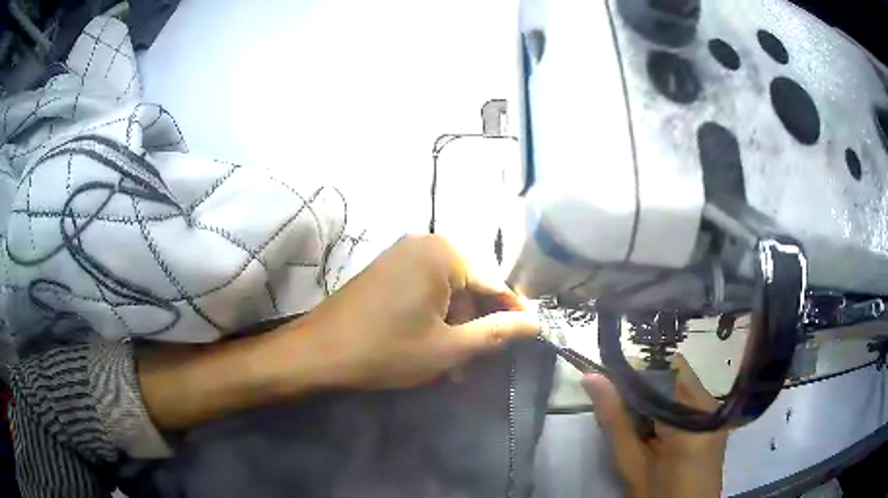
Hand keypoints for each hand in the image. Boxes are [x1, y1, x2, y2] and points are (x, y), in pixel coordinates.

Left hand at [302, 234, 540, 389]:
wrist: (319, 352)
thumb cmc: (387, 350)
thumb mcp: (449, 348)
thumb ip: (497, 332)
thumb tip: (536, 323)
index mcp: (444, 252)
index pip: (495, 282)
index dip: (512, 313)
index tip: (526, 337)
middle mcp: (425, 243)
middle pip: (470, 285)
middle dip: (475, 325)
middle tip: (475, 362)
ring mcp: (402, 254)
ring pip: (447, 291)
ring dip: (454, 326)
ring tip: (452, 364)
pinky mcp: (387, 268)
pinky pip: (424, 290)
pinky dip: (433, 317)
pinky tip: (430, 346)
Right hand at [583, 356, 728, 497]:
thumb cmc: (656, 494)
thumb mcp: (631, 462)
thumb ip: (614, 418)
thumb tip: (591, 377)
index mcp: (694, 415)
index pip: (665, 370)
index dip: (635, 371)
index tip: (608, 382)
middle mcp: (711, 405)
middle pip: (674, 375)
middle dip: (643, 386)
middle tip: (618, 409)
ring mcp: (715, 412)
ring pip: (679, 386)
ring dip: (654, 397)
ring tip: (636, 425)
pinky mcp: (714, 420)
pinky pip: (687, 400)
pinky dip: (666, 407)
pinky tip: (653, 430)